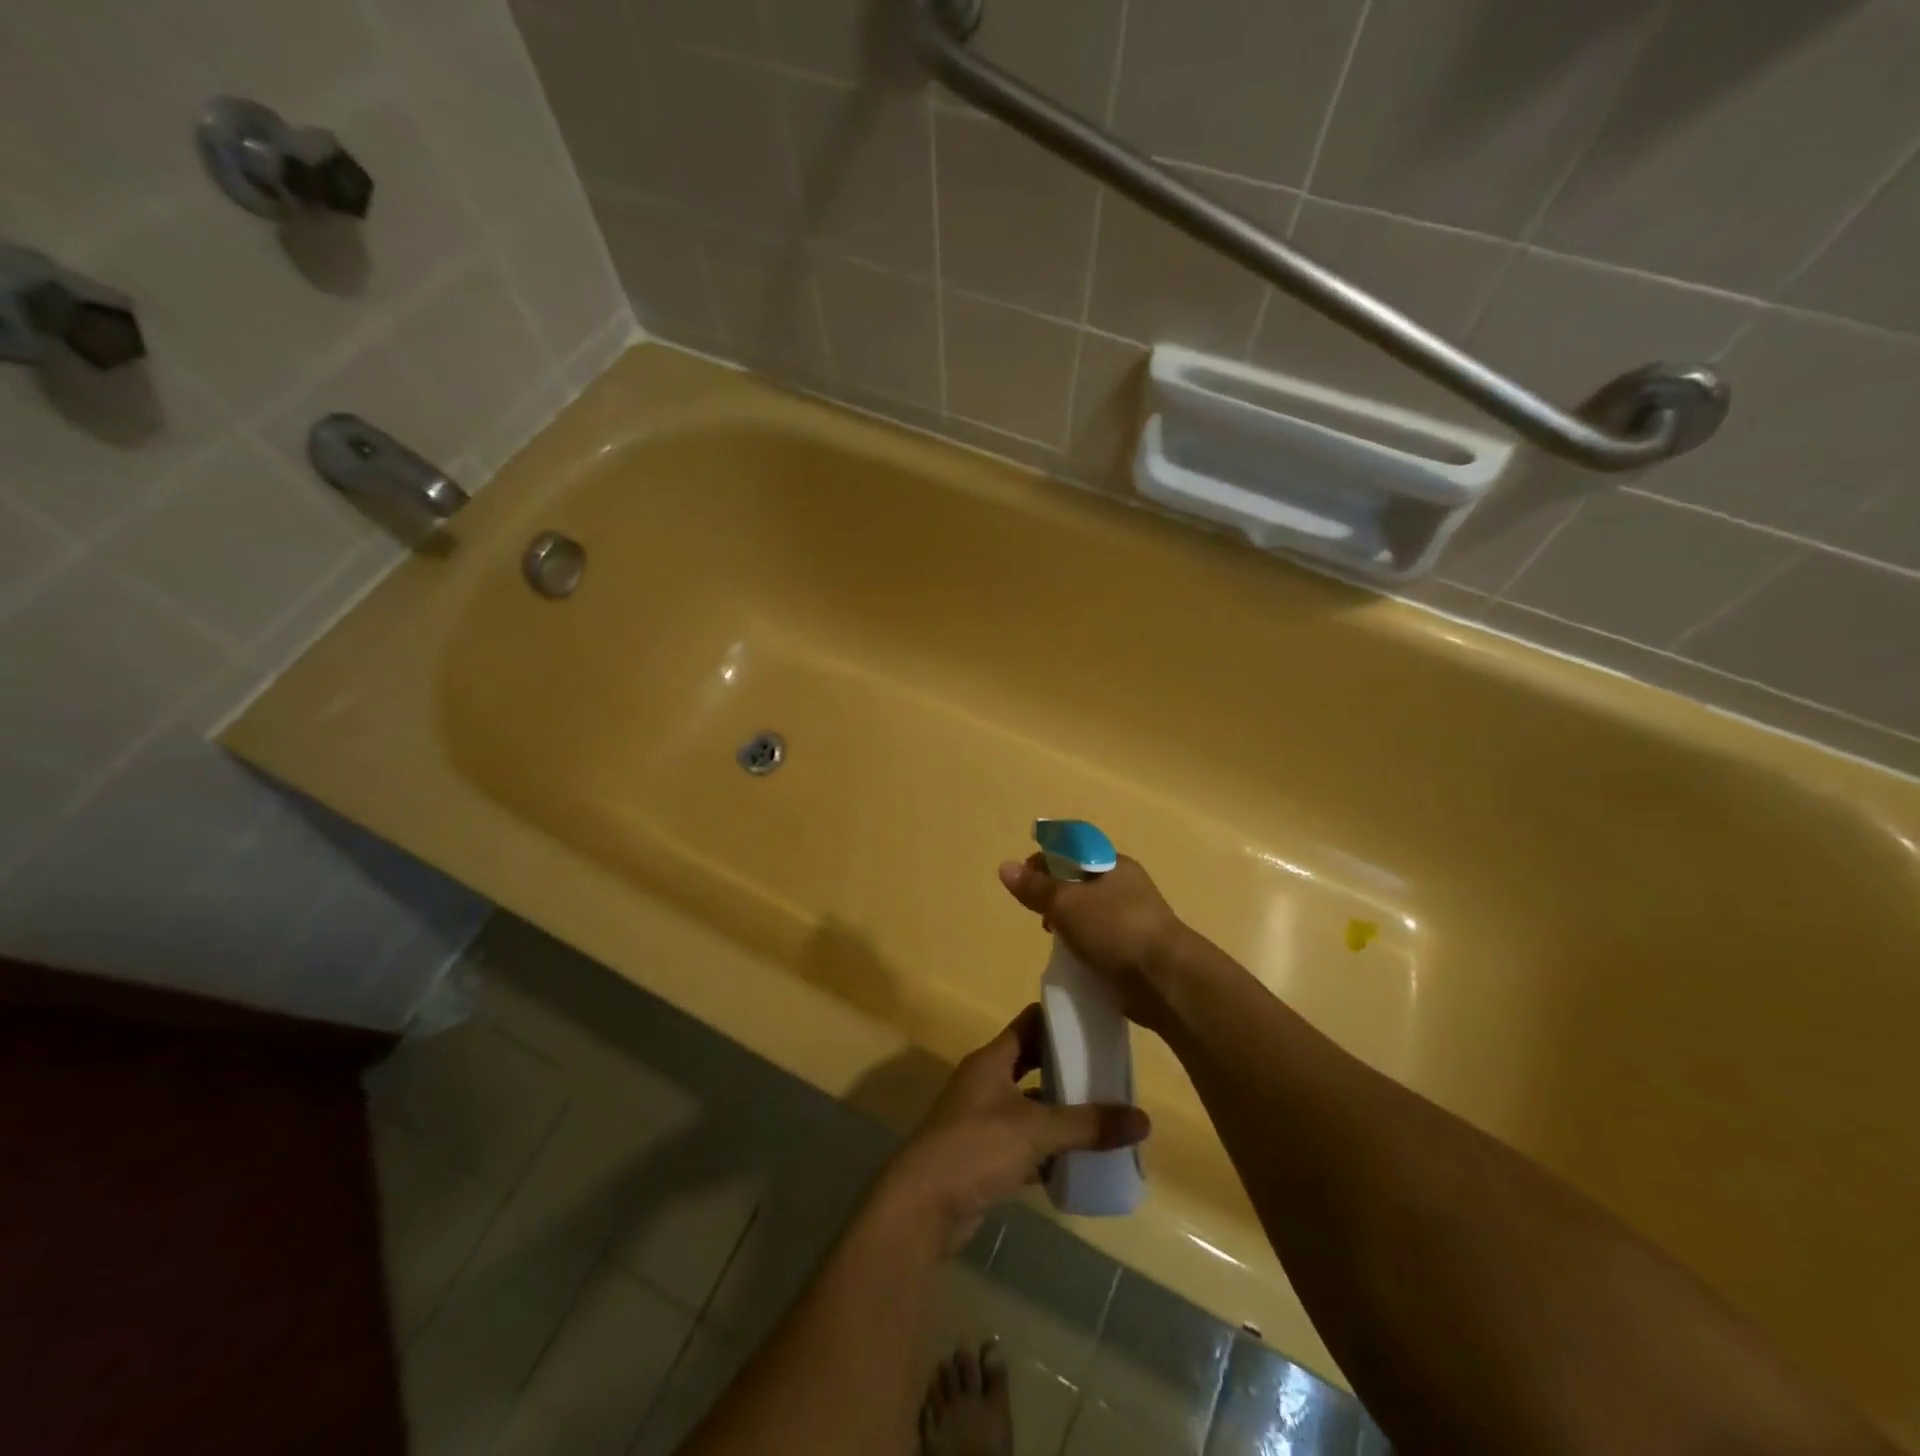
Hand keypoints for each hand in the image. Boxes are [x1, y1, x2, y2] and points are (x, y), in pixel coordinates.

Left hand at [879, 1005, 1149, 1252]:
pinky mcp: (986, 1157)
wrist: (922, 1207)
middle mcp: (987, 1083)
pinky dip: (1050, 1151)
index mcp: (992, 1060)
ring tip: (1107, 1116)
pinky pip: (1027, 1145)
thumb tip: (1143, 1119)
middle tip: (1112, 1071)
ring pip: (1032, 1108)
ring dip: (1063, 1113)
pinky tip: (1082, 1161)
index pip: (1030, 1024)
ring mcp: (984, 1121)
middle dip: (1069, 1069)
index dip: (1061, 1020)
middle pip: (1033, 1065)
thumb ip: (1087, 1124)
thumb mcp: (1035, 1130)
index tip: (1098, 1021)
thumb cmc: (975, 1148)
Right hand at [998, 854, 1187, 1034]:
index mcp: (1113, 864)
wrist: (1164, 979)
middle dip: (1054, 894)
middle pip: (1079, 881)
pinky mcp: (1133, 950)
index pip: (1073, 849)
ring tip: (1052, 938)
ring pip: (1089, 913)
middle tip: (1037, 911)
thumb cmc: (1115, 928)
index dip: (1045, 859)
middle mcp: (1125, 886)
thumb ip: (1035, 887)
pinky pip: (1099, 940)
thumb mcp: (1066, 903)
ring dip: (1068, 923)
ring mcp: (1132, 919)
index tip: (1023, 879)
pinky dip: (1082, 946)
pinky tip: (1071, 959)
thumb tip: (1005, 866)